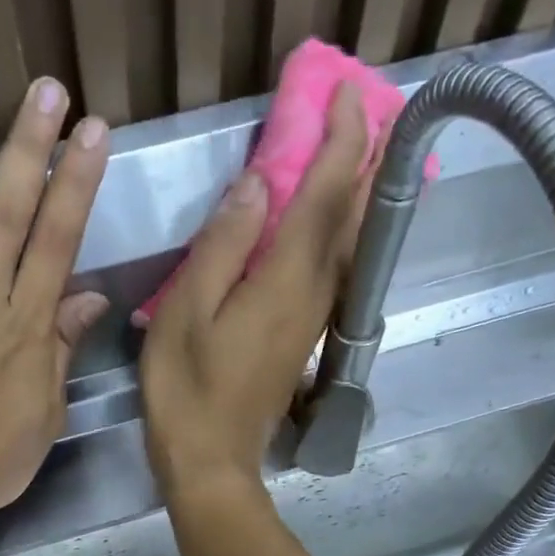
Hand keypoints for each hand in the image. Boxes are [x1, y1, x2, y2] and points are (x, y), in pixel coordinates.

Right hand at [140, 83, 370, 496]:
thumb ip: (222, 246)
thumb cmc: (186, 390)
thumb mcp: (186, 313)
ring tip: (355, 149)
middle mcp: (314, 294)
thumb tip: (258, 184)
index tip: (349, 93)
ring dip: (355, 191)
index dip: (342, 142)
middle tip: (368, 109)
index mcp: (284, 281)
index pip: (325, 196)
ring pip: (347, 242)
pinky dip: (336, 230)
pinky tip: (325, 220)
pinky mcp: (303, 335)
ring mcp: (313, 317)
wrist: (212, 462)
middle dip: (363, 159)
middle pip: (350, 216)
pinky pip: (331, 267)